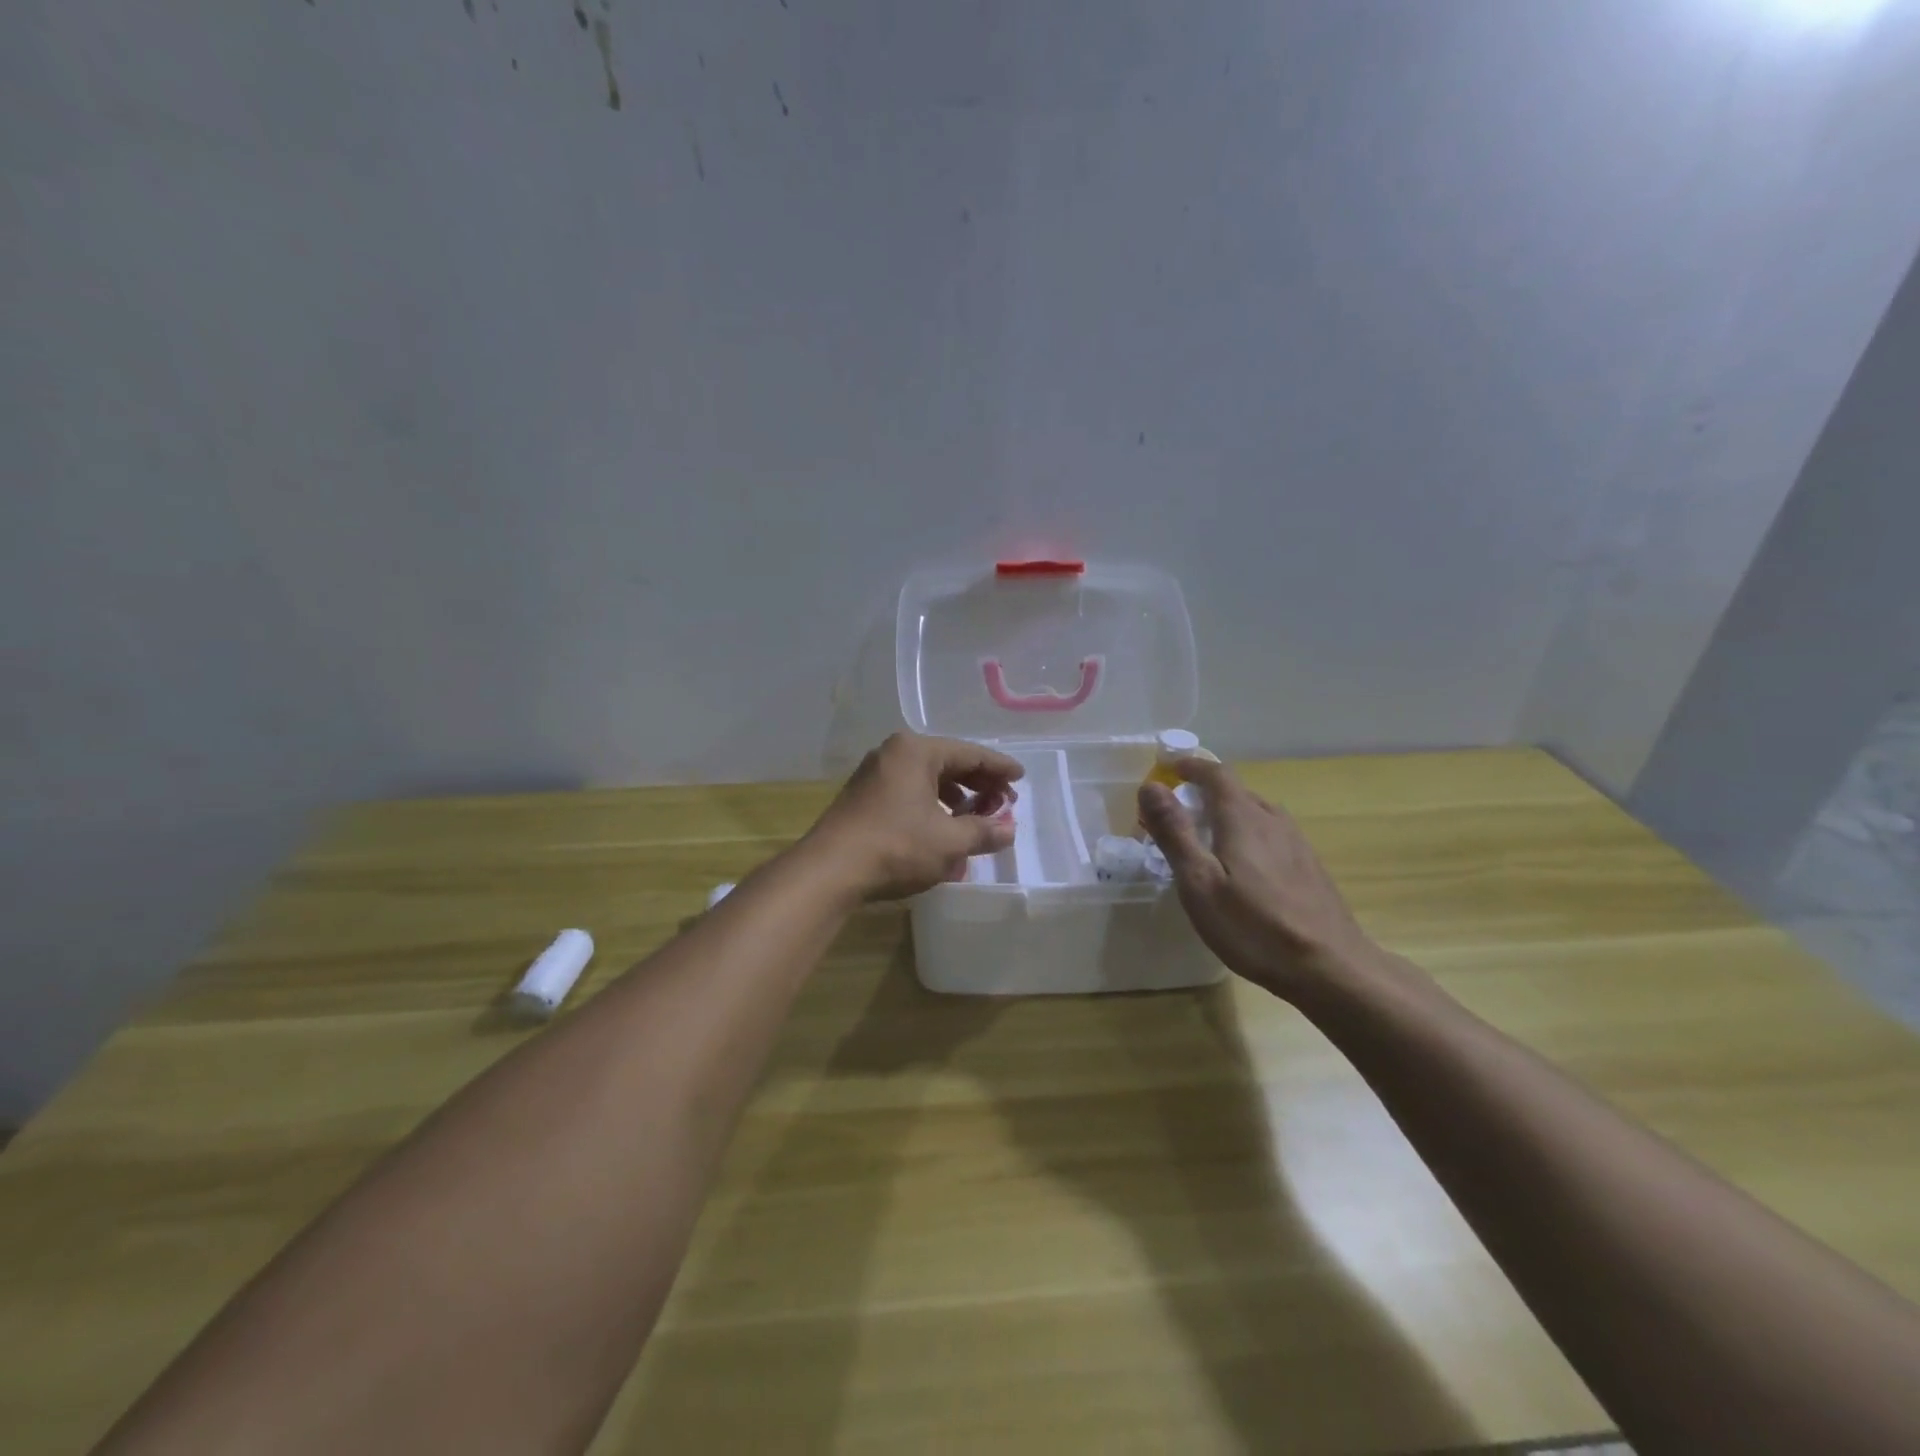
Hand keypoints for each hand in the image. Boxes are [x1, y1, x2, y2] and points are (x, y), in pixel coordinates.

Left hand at [801, 733, 1024, 900]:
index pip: (970, 753)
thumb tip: (1008, 830)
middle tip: (1003, 804)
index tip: (1021, 778)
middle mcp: (894, 753)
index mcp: (916, 751)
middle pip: (948, 763)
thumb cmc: (896, 847)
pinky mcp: (863, 797)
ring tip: (976, 819)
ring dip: (956, 798)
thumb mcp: (949, 842)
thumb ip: (984, 832)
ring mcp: (875, 774)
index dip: (999, 768)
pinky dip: (932, 806)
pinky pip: (909, 792)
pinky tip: (943, 829)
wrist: (830, 870)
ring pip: (927, 779)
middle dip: (978, 785)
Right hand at [1138, 759, 1380, 1002]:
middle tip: (1177, 813)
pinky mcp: (1309, 867)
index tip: (1167, 769)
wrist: (1331, 967)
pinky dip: (1247, 836)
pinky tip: (1243, 869)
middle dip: (1204, 793)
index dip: (1190, 766)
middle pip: (1236, 792)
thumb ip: (1174, 832)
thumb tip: (1150, 786)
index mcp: (1243, 817)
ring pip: (1256, 814)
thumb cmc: (1254, 926)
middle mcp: (1273, 820)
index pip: (1216, 773)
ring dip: (1227, 815)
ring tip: (1206, 838)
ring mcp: (1297, 843)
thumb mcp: (1199, 882)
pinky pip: (1271, 836)